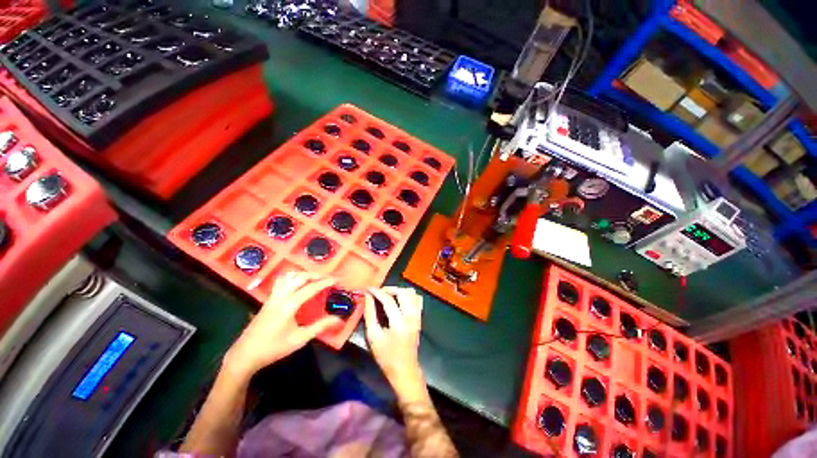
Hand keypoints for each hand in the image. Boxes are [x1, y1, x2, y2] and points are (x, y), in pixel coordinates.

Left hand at [223, 272, 341, 379]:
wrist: (245, 354)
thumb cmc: (274, 348)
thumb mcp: (300, 339)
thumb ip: (320, 327)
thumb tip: (339, 319)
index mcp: (289, 305)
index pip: (311, 288)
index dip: (325, 282)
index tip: (336, 279)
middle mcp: (281, 296)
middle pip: (300, 277)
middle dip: (315, 275)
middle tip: (327, 277)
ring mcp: (272, 297)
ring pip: (288, 276)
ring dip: (303, 274)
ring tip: (314, 278)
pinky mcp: (268, 299)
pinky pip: (281, 281)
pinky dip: (291, 277)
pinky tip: (296, 283)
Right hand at [364, 286, 426, 401]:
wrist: (405, 370)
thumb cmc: (386, 356)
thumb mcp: (373, 336)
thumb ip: (370, 314)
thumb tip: (367, 297)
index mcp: (399, 322)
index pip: (388, 300)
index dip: (377, 292)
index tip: (368, 288)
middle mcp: (411, 316)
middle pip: (403, 292)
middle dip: (389, 289)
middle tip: (378, 292)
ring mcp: (417, 316)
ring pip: (412, 293)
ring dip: (399, 291)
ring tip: (388, 295)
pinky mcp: (419, 318)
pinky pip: (417, 299)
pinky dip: (408, 295)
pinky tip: (399, 300)